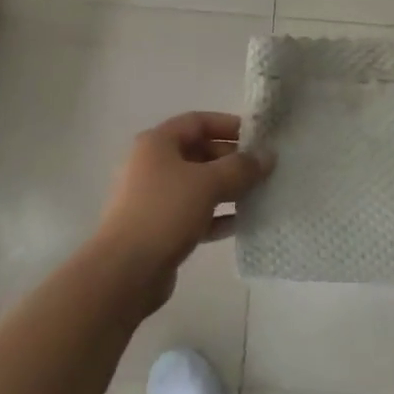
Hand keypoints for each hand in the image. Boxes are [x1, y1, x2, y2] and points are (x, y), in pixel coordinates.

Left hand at [94, 112, 272, 310]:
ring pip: (198, 185)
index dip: (228, 125)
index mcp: (157, 143)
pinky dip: (217, 215)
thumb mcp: (208, 183)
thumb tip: (268, 156)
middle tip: (263, 169)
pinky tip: (242, 222)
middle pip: (199, 152)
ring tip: (259, 194)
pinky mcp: (160, 228)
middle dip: (232, 159)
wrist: (125, 271)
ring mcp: (154, 198)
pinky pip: (194, 213)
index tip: (258, 137)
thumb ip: (241, 168)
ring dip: (228, 188)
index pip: (198, 122)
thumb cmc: (164, 212)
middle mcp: (152, 165)